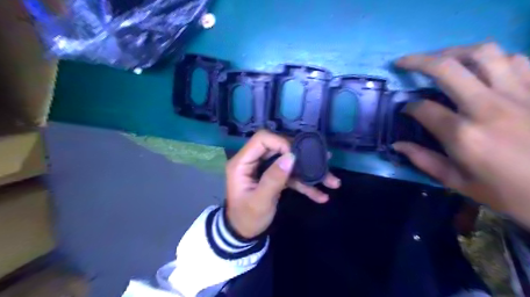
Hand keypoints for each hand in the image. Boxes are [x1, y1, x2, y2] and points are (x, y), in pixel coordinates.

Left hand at [223, 129, 338, 238]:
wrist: (245, 234)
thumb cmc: (247, 218)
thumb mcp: (260, 201)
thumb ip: (274, 179)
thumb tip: (291, 156)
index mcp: (242, 163)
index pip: (262, 139)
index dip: (281, 142)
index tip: (298, 156)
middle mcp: (254, 161)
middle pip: (279, 148)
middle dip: (301, 156)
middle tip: (322, 162)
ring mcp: (265, 169)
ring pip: (289, 162)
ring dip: (308, 172)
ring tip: (331, 181)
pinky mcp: (274, 177)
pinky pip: (291, 175)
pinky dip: (305, 184)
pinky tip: (321, 195)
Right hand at [393, 42, 529, 226]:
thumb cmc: (507, 192)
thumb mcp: (456, 182)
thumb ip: (423, 160)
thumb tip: (397, 144)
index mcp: (463, 135)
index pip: (423, 108)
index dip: (408, 107)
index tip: (405, 110)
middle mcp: (486, 107)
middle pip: (446, 68)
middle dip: (417, 61)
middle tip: (403, 62)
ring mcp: (518, 94)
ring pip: (483, 54)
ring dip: (454, 51)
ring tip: (440, 58)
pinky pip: (515, 60)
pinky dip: (492, 59)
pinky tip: (480, 67)